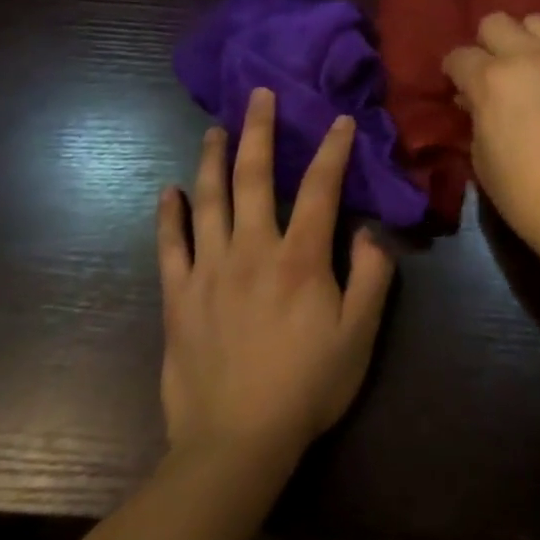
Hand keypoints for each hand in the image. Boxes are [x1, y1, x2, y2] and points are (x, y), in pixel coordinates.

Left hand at [155, 88, 395, 469]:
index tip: (339, 119)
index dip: (333, 150)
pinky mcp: (178, 298)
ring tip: (215, 129)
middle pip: (255, 178)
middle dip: (260, 131)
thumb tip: (365, 230)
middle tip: (259, 95)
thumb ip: (372, 276)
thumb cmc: (307, 386)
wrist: (235, 444)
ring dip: (213, 160)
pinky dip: (168, 216)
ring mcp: (209, 272)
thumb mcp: (360, 334)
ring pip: (209, 201)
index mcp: (300, 258)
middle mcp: (252, 251)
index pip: (321, 188)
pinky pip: (170, 247)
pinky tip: (167, 192)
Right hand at [442, 13, 539, 267]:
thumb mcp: (481, 159)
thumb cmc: (526, 194)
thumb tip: (472, 99)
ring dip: (524, 40)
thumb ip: (474, 117)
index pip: (458, 56)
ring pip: (536, 21)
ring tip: (529, 66)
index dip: (454, 72)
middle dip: (486, 45)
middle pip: (495, 22)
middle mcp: (528, 56)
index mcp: (491, 80)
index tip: (458, 87)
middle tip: (492, 73)